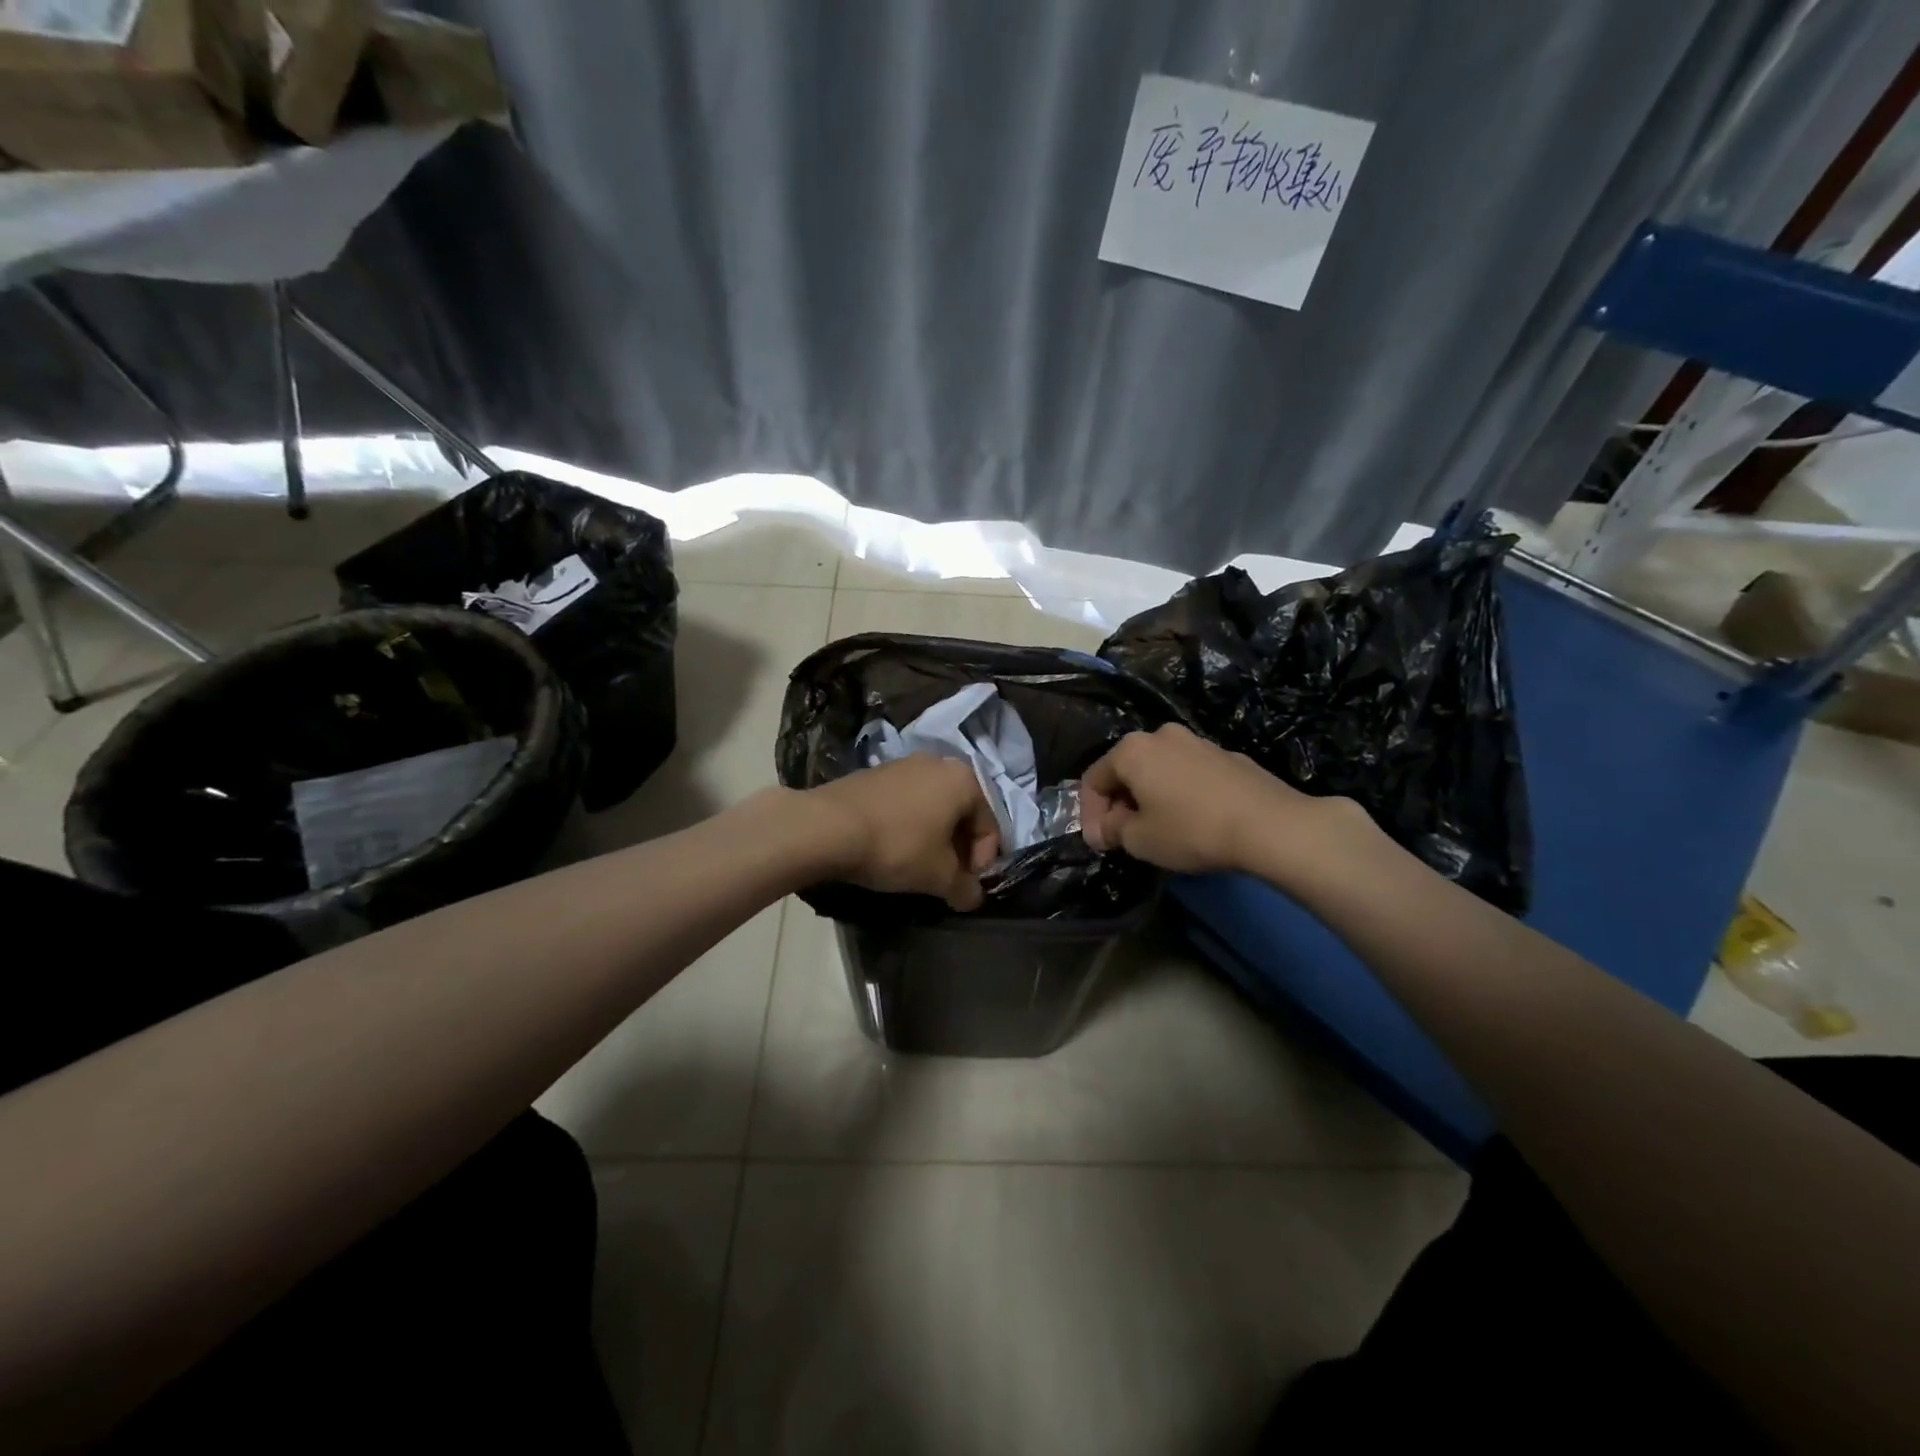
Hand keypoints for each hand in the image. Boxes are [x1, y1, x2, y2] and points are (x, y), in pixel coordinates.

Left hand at [807, 756, 1001, 909]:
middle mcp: (939, 763)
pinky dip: (909, 825)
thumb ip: (965, 888)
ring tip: (917, 866)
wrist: (827, 826)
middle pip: (962, 813)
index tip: (965, 887)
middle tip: (945, 879)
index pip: (989, 827)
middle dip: (958, 849)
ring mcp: (905, 764)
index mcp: (964, 780)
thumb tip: (973, 897)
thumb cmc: (896, 846)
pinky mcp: (876, 773)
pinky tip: (892, 849)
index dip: (983, 862)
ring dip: (933, 837)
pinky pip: (906, 802)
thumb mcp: (937, 876)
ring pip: (933, 807)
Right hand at [1081, 723, 1359, 875]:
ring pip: (1158, 770)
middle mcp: (1161, 735)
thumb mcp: (1139, 840)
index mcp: (1131, 750)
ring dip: (1150, 797)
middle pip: (1126, 771)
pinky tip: (1193, 820)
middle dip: (1119, 804)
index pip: (1093, 780)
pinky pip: (1188, 774)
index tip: (1100, 844)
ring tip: (1159, 829)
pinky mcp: (1227, 755)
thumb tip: (1107, 827)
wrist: (1270, 825)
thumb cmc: (1192, 830)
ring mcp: (1197, 741)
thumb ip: (1113, 830)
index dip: (1090, 815)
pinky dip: (1180, 793)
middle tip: (1125, 837)